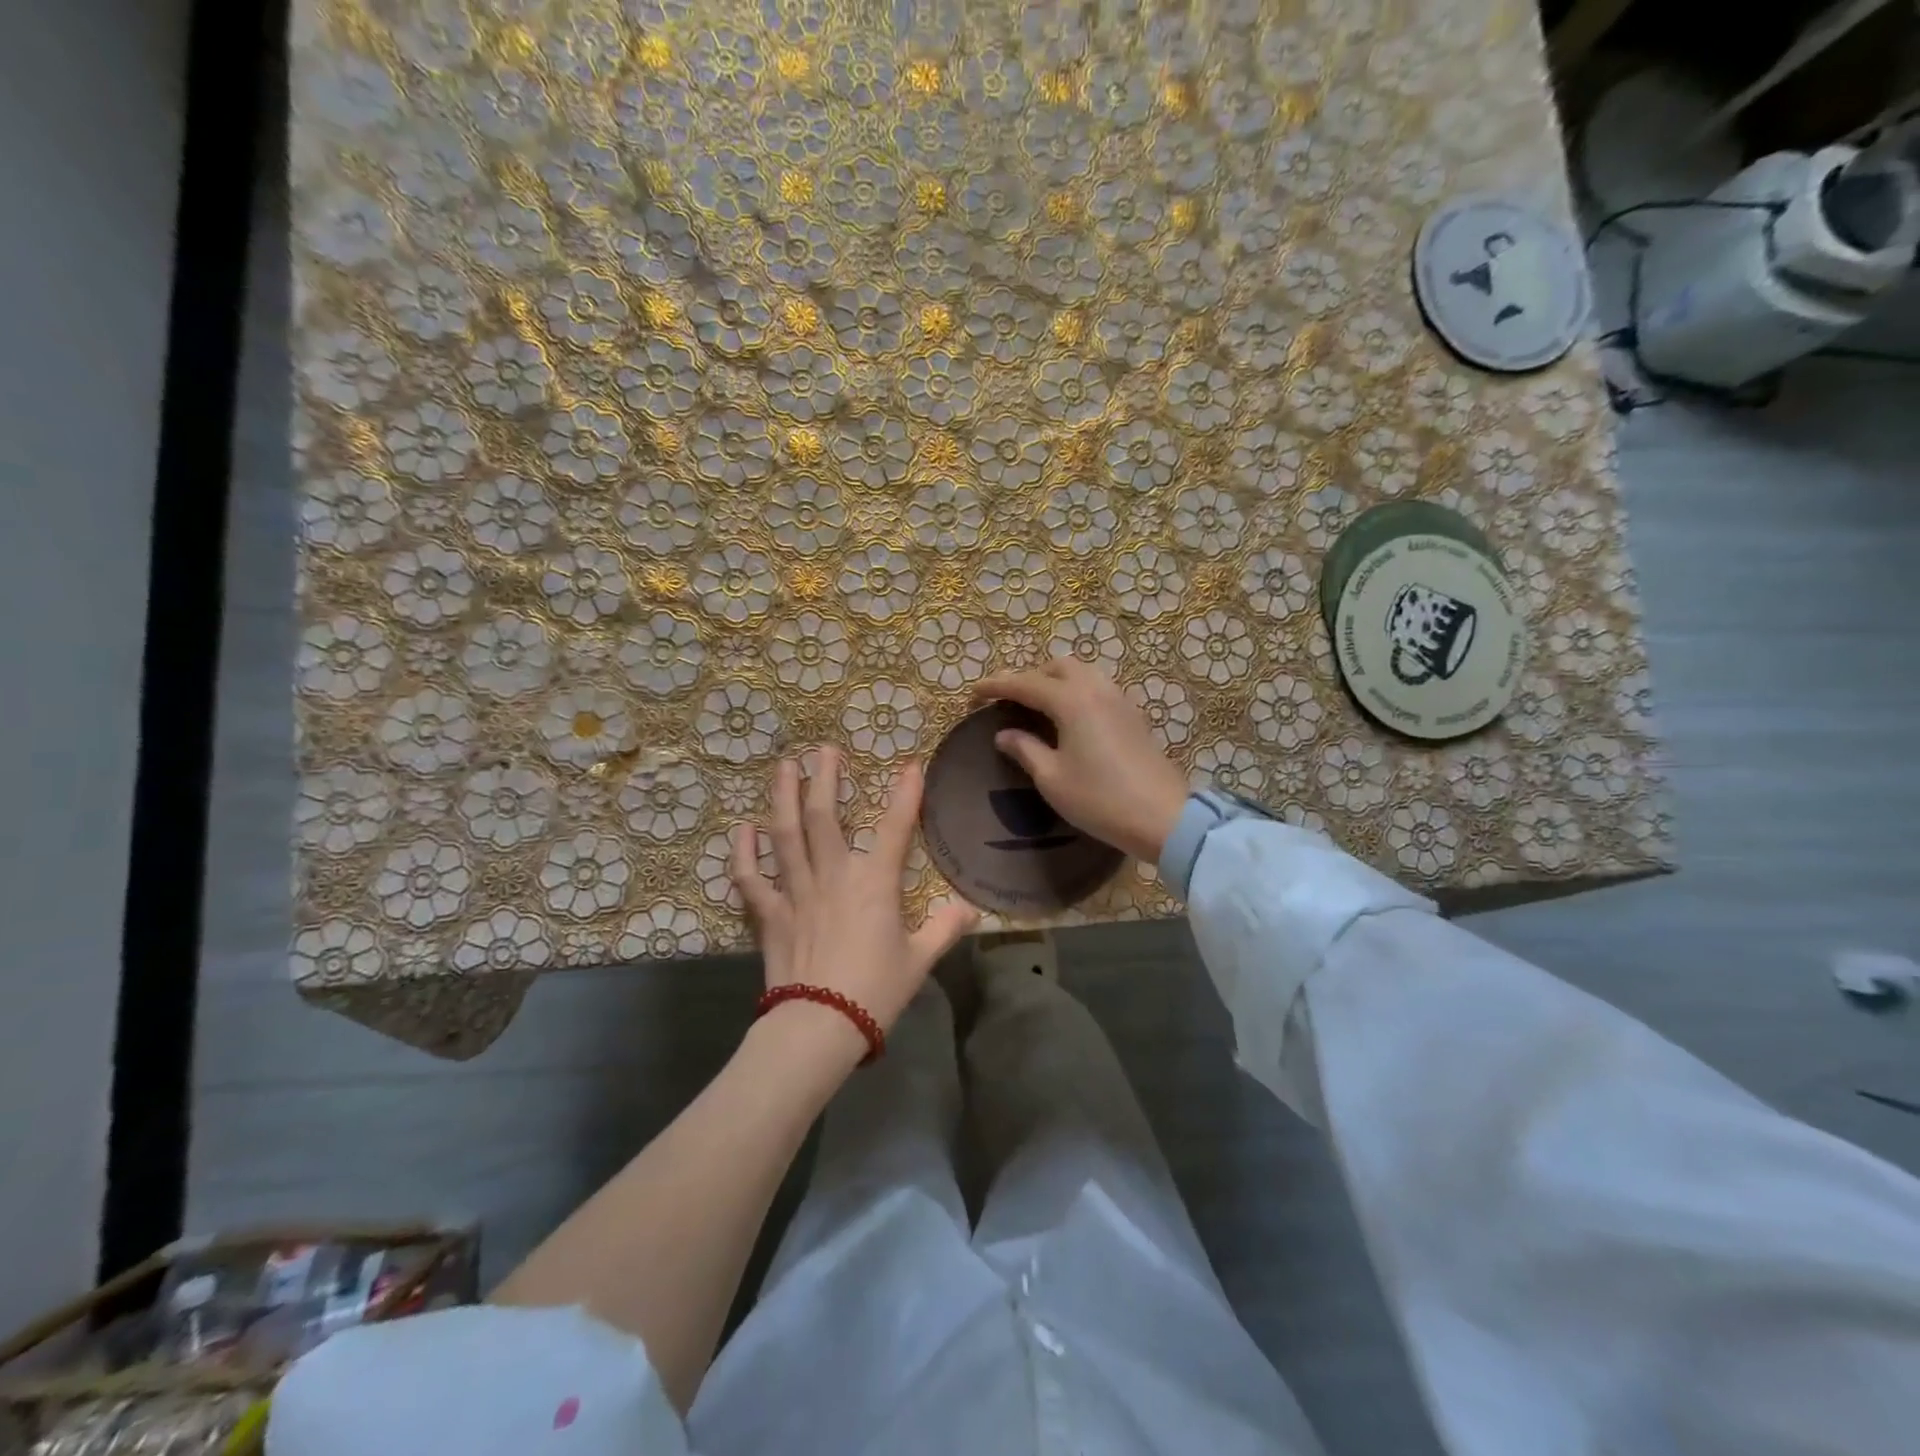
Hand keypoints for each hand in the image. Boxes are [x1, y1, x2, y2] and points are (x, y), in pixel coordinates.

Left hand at [730, 746, 978, 1047]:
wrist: (819, 1027)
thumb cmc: (875, 992)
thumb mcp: (919, 961)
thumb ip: (945, 929)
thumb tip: (971, 909)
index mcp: (875, 884)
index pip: (895, 828)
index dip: (906, 794)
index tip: (910, 765)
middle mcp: (834, 876)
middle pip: (824, 816)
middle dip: (825, 778)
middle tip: (823, 749)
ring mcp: (796, 891)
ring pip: (785, 834)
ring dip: (783, 797)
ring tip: (784, 767)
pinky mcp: (771, 914)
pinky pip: (751, 878)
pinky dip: (743, 853)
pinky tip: (741, 829)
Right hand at [977, 660, 1190, 863]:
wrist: (1163, 818)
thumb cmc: (1100, 799)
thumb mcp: (1052, 778)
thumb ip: (1025, 749)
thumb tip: (1004, 734)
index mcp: (1072, 700)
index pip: (1025, 683)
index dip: (996, 686)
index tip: (973, 693)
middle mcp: (1097, 689)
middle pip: (1057, 667)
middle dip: (1029, 677)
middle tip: (1009, 701)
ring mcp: (1120, 700)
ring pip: (1082, 674)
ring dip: (1055, 682)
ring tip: (1038, 707)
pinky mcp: (1134, 716)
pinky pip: (1098, 689)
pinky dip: (1076, 693)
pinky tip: (1069, 720)